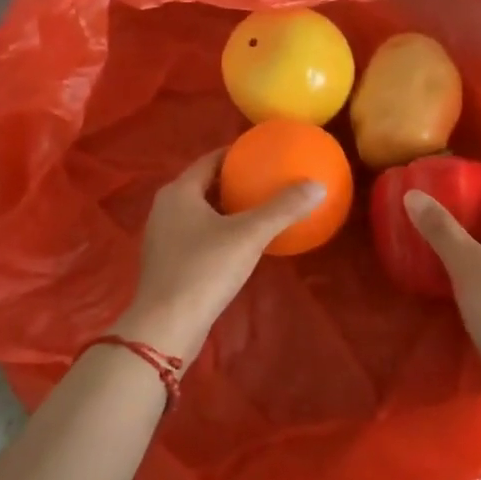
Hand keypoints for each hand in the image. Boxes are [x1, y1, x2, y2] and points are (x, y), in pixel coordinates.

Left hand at [114, 149, 324, 357]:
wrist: (167, 325)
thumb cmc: (204, 270)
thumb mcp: (249, 235)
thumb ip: (283, 208)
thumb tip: (318, 186)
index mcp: (179, 192)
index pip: (210, 160)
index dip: (236, 154)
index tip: (263, 154)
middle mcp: (164, 208)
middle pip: (204, 185)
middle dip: (233, 181)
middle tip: (266, 180)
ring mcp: (162, 237)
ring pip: (199, 212)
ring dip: (226, 208)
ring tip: (258, 209)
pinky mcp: (166, 263)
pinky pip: (196, 235)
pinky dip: (218, 231)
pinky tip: (240, 244)